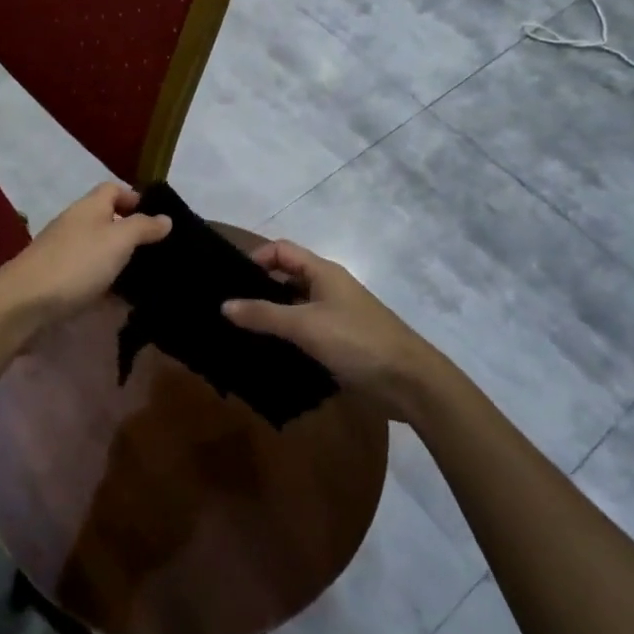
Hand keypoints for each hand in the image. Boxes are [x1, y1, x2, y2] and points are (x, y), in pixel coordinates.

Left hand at [0, 183, 169, 341]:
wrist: (23, 304)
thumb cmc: (76, 264)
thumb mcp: (118, 240)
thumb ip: (143, 227)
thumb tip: (165, 217)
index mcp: (89, 207)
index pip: (113, 189)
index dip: (135, 198)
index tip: (157, 218)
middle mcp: (75, 224)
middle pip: (107, 220)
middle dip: (131, 234)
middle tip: (159, 253)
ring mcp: (63, 252)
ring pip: (98, 250)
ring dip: (119, 261)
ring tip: (146, 279)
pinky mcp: (57, 280)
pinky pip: (88, 276)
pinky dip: (105, 284)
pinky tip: (120, 301)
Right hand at [225, 240, 439, 420]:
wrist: (409, 383)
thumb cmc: (356, 341)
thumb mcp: (305, 325)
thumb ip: (264, 315)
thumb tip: (224, 305)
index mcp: (323, 272)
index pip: (281, 250)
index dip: (255, 258)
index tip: (229, 279)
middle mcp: (328, 288)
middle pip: (286, 278)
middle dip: (257, 290)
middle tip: (225, 308)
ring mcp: (334, 317)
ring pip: (293, 308)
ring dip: (270, 318)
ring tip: (236, 333)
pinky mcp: (338, 344)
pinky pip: (304, 334)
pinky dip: (285, 339)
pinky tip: (264, 354)